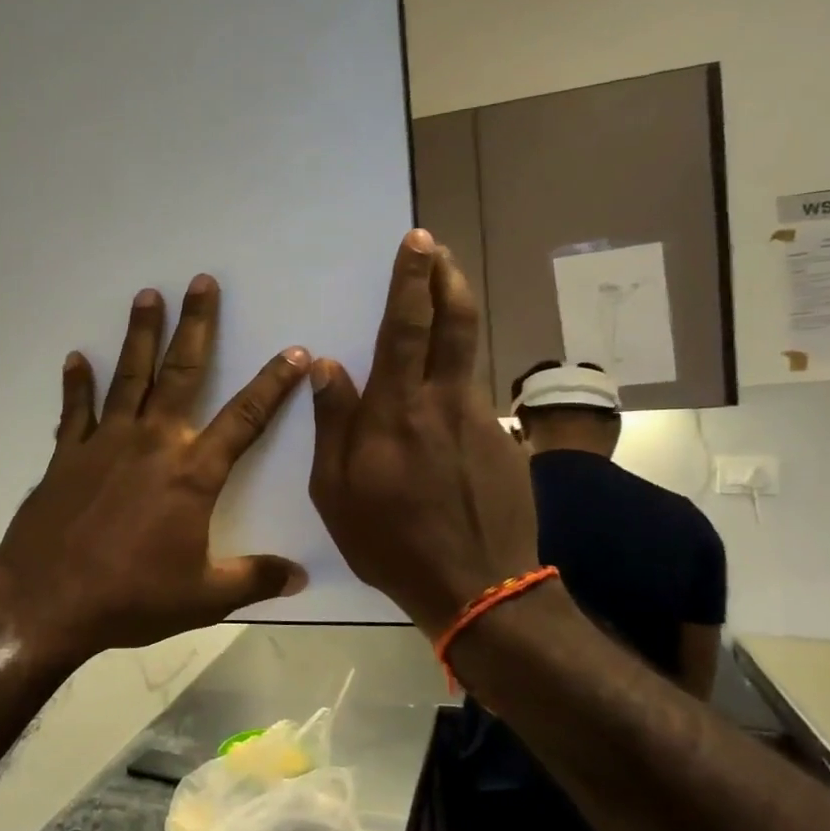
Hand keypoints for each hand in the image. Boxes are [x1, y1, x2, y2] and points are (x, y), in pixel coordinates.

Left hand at [0, 275, 310, 665]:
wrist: (46, 601)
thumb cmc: (131, 598)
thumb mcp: (204, 598)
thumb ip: (255, 579)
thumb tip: (302, 578)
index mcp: (192, 474)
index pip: (245, 419)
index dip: (272, 385)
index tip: (294, 353)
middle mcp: (152, 443)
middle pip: (181, 372)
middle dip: (197, 325)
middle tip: (202, 282)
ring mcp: (105, 443)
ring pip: (129, 376)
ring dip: (140, 334)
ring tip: (147, 295)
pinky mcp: (67, 455)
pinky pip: (75, 410)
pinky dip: (76, 384)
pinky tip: (75, 358)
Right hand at [308, 230, 540, 634]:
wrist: (479, 588)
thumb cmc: (391, 542)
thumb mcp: (336, 493)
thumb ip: (333, 424)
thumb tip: (326, 365)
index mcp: (396, 412)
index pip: (407, 329)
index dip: (412, 281)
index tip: (418, 242)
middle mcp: (443, 403)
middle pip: (455, 323)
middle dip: (447, 278)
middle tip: (439, 249)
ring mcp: (481, 420)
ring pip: (471, 354)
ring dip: (457, 317)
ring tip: (443, 296)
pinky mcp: (504, 442)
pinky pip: (475, 397)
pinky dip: (459, 379)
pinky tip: (445, 401)